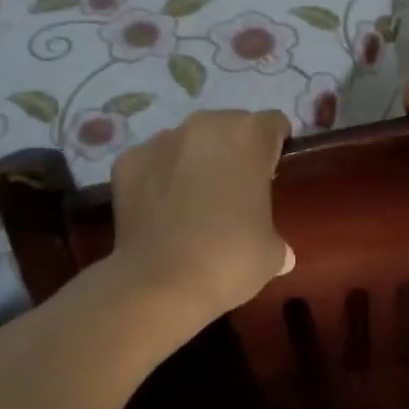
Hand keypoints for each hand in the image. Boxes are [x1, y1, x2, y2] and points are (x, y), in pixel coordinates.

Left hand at [108, 110, 293, 323]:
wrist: (160, 284)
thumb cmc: (229, 259)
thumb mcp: (272, 252)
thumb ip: (276, 237)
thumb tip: (281, 253)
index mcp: (249, 135)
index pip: (273, 124)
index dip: (274, 148)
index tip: (271, 175)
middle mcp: (205, 124)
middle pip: (229, 126)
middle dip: (233, 151)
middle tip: (233, 191)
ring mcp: (162, 139)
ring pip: (188, 141)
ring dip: (194, 161)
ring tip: (191, 201)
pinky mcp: (128, 160)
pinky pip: (152, 162)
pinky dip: (157, 178)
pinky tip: (159, 211)